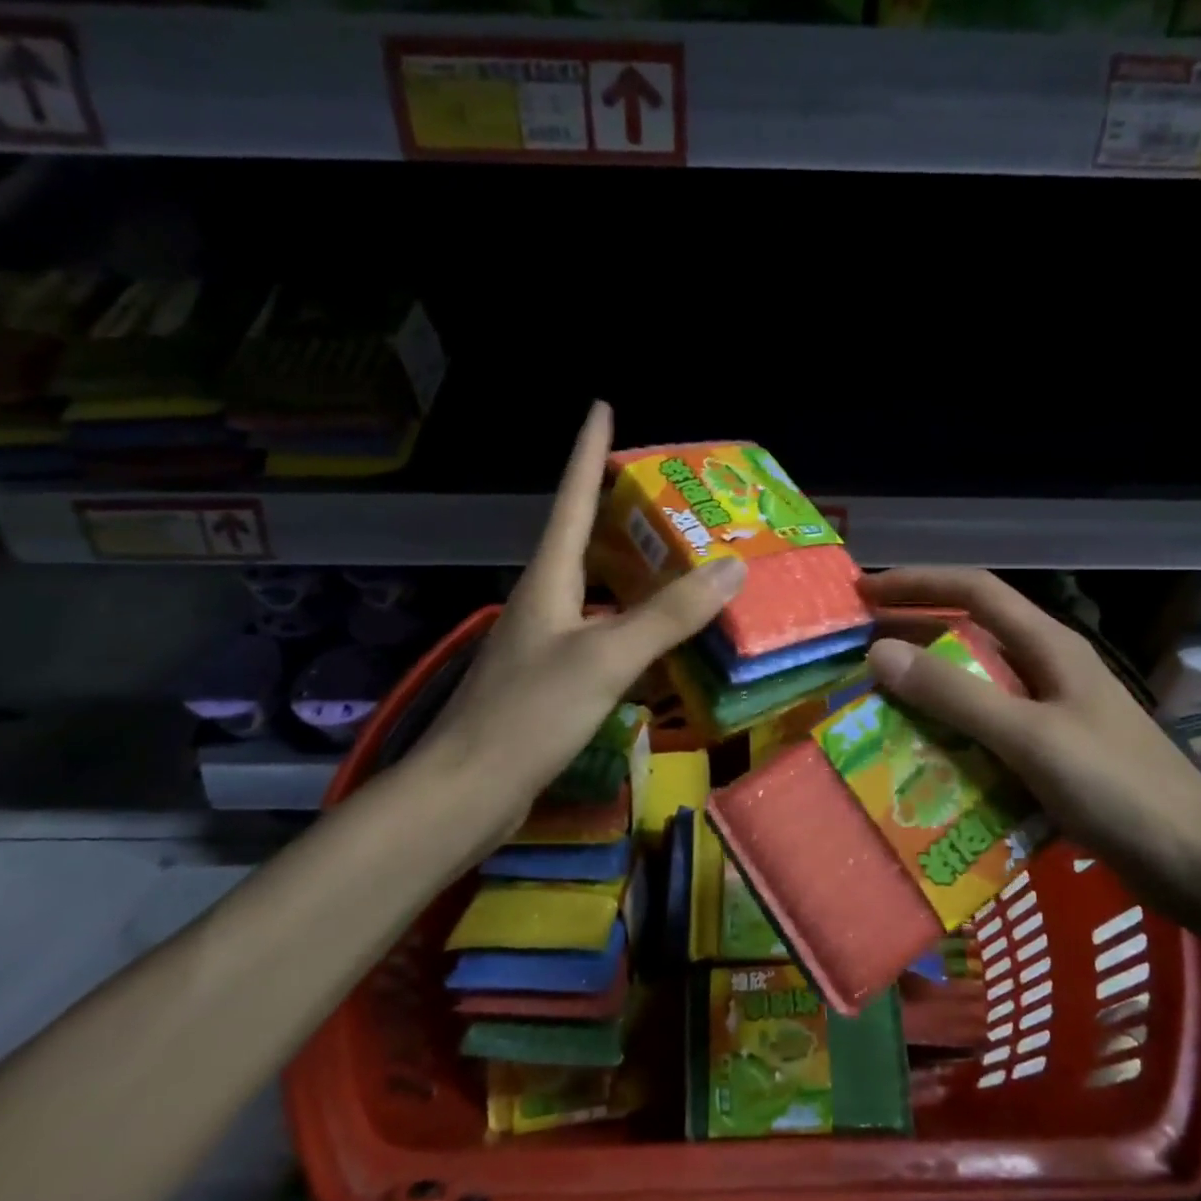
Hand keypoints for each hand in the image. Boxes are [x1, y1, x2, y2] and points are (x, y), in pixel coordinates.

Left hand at [412, 403, 744, 834]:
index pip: (572, 499)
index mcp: (548, 580)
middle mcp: (544, 600)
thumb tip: (732, 567)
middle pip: (584, 538)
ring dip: (632, 567)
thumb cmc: (530, 714)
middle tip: (670, 492)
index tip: (602, 408)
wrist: (468, 792)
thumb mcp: (606, 658)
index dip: (589, 452)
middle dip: (620, 508)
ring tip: (678, 553)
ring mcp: (545, 641)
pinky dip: (633, 620)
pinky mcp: (551, 678)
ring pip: (596, 587)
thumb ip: (668, 615)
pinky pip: (601, 630)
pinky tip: (659, 633)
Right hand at [862, 568, 1200, 883]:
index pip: (974, 590)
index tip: (865, 593)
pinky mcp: (1054, 755)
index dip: (917, 583)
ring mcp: (1053, 713)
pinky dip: (952, 733)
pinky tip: (925, 757)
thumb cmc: (1119, 790)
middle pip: (971, 633)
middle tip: (859, 650)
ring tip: (879, 703)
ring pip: (978, 684)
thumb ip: (955, 695)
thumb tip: (880, 652)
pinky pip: (989, 729)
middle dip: (915, 634)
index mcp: (1048, 646)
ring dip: (930, 688)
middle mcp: (1048, 669)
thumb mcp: (1030, 737)